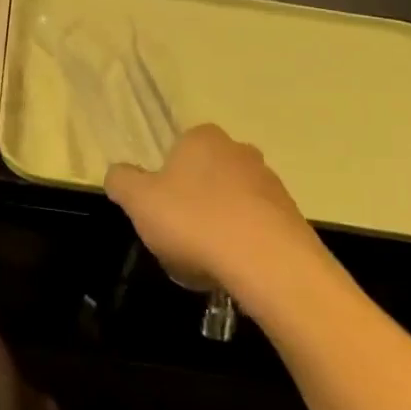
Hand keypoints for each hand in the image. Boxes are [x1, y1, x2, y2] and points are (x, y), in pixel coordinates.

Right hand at [105, 124, 319, 295]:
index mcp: (202, 138)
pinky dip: (240, 246)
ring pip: (229, 205)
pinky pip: (254, 229)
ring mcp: (270, 184)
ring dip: (216, 227)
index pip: (175, 151)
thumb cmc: (194, 222)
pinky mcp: (292, 217)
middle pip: (203, 178)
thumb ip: (121, 181)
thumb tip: (118, 174)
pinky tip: (231, 271)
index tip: (157, 211)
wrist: (270, 264)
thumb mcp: (138, 200)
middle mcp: (240, 151)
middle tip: (176, 238)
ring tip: (204, 263)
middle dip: (190, 204)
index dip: (162, 182)